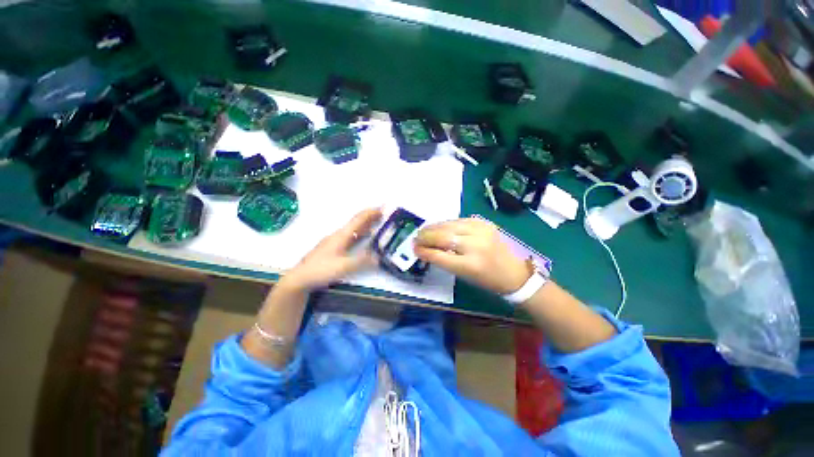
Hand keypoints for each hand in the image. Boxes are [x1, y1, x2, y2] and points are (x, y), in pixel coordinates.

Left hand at [283, 208, 382, 291]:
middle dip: (370, 217)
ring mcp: (335, 241)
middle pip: (356, 222)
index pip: (358, 219)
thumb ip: (362, 261)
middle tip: (383, 215)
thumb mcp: (343, 266)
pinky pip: (350, 236)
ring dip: (365, 225)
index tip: (383, 207)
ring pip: (353, 229)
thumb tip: (379, 257)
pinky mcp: (333, 248)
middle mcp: (338, 235)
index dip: (371, 212)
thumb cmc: (321, 270)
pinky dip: (360, 234)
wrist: (300, 278)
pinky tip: (363, 239)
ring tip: (377, 224)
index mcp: (341, 235)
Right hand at [414, 218, 530, 294]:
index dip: (424, 251)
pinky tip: (440, 227)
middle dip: (425, 236)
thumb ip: (444, 260)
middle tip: (415, 238)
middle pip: (443, 237)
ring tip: (424, 231)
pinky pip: (458, 220)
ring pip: (449, 225)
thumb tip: (425, 249)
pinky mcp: (484, 223)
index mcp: (470, 265)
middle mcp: (475, 246)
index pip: (439, 255)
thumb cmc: (487, 279)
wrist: (514, 272)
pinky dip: (446, 224)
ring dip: (433, 227)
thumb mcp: (463, 275)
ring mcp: (481, 231)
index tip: (414, 248)